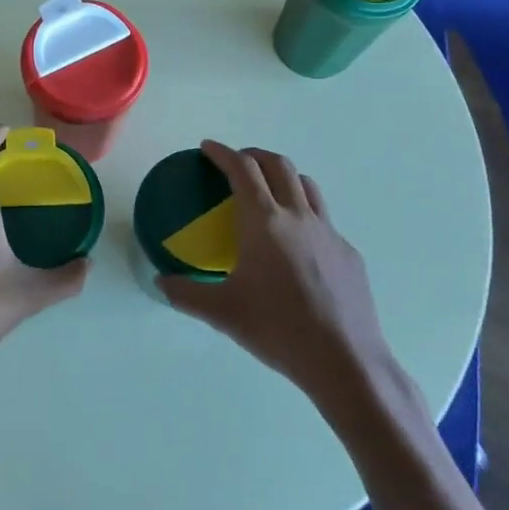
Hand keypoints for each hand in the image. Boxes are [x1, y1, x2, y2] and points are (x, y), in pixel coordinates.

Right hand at [160, 141, 401, 404]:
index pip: (242, 169)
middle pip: (278, 165)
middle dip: (254, 155)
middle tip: (237, 163)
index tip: (207, 148)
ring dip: (284, 177)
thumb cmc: (277, 329)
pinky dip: (305, 215)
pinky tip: (298, 246)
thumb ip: (186, 293)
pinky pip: (324, 220)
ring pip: (307, 186)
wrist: (345, 361)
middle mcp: (298, 216)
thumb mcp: (222, 313)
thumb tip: (159, 283)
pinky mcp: (349, 254)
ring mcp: (329, 232)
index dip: (222, 153)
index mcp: (264, 221)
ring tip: (270, 192)